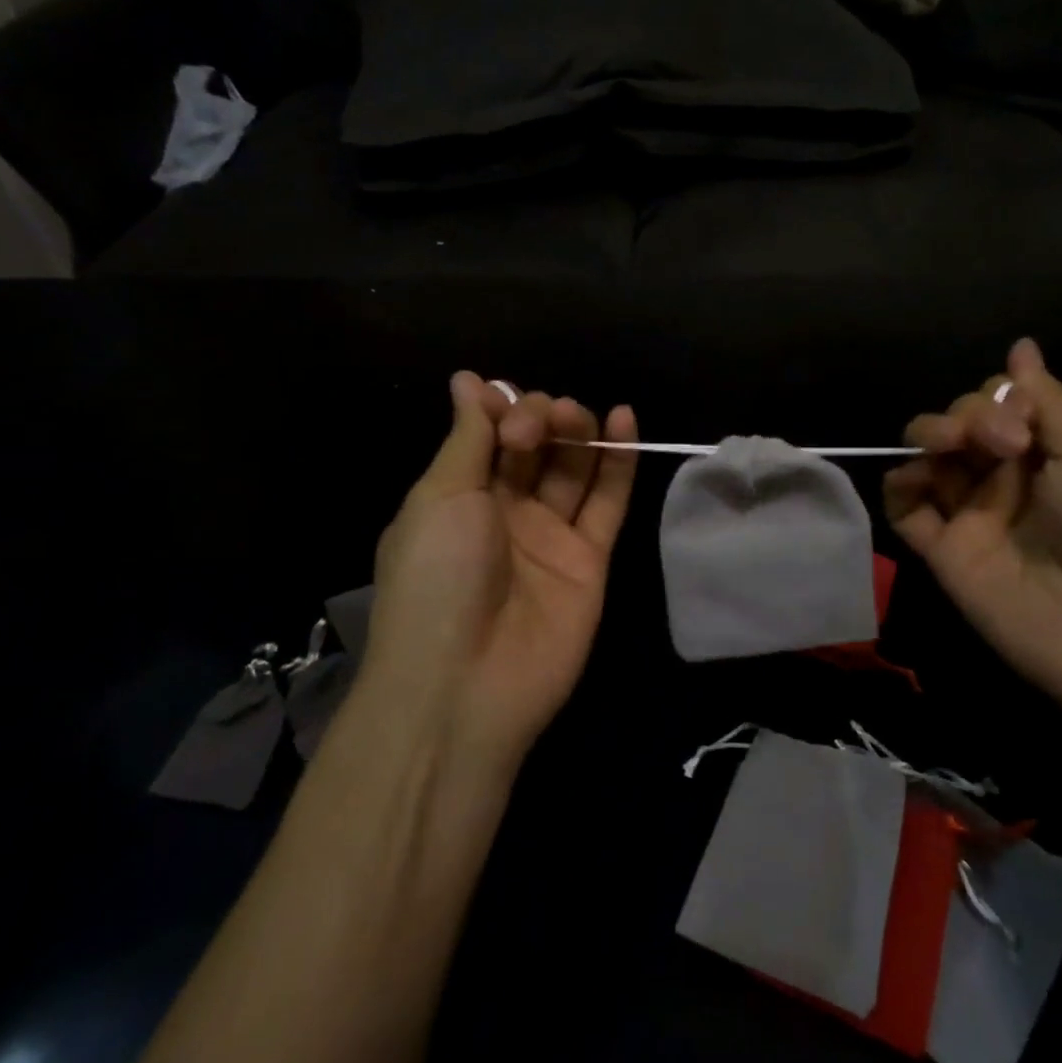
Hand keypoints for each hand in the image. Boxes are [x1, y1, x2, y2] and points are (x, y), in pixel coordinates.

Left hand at [360, 373, 636, 773]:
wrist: (466, 682)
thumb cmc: (436, 577)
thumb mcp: (440, 496)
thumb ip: (468, 437)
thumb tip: (467, 380)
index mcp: (458, 496)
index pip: (489, 434)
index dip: (501, 411)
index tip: (502, 408)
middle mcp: (505, 512)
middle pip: (534, 446)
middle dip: (538, 419)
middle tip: (534, 430)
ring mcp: (550, 536)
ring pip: (573, 468)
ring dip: (578, 430)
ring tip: (578, 416)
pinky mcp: (590, 560)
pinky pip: (608, 502)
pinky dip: (619, 460)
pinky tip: (625, 418)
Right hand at [885, 339, 1061, 728]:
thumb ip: (1048, 401)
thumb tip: (1020, 346)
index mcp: (1049, 452)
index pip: (999, 403)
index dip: (997, 399)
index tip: (1020, 424)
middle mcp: (1006, 478)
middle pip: (959, 422)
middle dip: (965, 415)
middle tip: (996, 442)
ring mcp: (970, 514)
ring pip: (927, 456)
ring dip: (928, 436)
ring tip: (945, 449)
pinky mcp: (941, 550)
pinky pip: (903, 506)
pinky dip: (898, 485)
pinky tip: (913, 478)